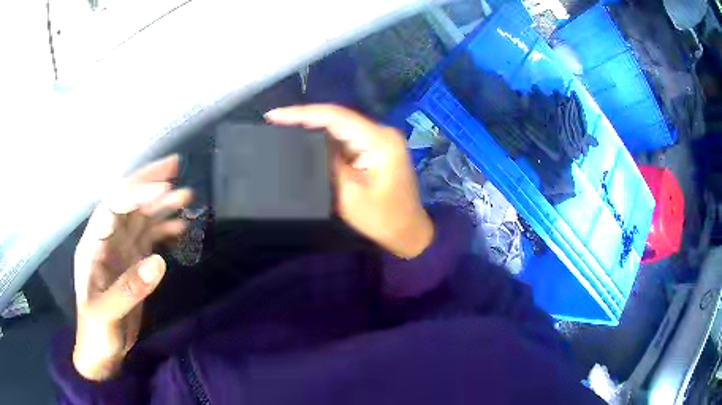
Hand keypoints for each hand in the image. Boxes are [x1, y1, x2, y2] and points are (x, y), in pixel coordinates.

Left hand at [73, 155, 191, 380]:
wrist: (103, 352)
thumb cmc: (97, 333)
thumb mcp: (106, 315)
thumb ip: (128, 289)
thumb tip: (159, 263)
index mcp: (93, 244)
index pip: (113, 206)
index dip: (136, 193)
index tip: (164, 188)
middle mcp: (107, 239)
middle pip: (128, 203)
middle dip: (149, 184)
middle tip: (176, 168)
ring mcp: (121, 250)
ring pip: (142, 217)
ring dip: (162, 205)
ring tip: (187, 196)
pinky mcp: (134, 263)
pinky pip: (150, 238)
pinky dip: (165, 229)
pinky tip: (181, 227)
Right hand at [266, 105, 432, 258]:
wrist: (409, 232)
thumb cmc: (383, 220)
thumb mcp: (350, 195)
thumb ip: (329, 164)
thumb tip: (310, 145)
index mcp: (379, 141)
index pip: (335, 117)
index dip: (302, 113)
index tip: (274, 115)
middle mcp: (381, 133)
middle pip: (337, 118)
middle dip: (304, 118)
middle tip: (274, 120)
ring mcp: (379, 140)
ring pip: (340, 127)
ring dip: (313, 127)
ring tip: (282, 126)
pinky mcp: (375, 149)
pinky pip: (345, 138)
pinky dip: (325, 139)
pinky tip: (305, 139)